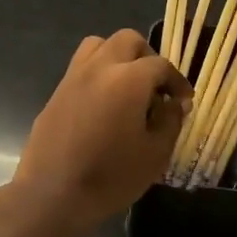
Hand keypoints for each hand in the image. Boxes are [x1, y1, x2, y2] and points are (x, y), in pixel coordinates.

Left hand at [13, 30, 191, 230]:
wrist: (53, 195)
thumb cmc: (111, 177)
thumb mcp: (155, 154)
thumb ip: (170, 121)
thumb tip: (174, 103)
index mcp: (128, 80)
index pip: (161, 65)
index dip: (177, 81)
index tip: (183, 101)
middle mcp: (99, 68)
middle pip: (127, 40)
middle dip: (147, 58)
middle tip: (155, 88)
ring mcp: (72, 78)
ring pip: (98, 46)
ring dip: (118, 58)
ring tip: (127, 88)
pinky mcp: (55, 94)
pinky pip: (80, 69)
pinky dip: (97, 75)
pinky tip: (103, 106)